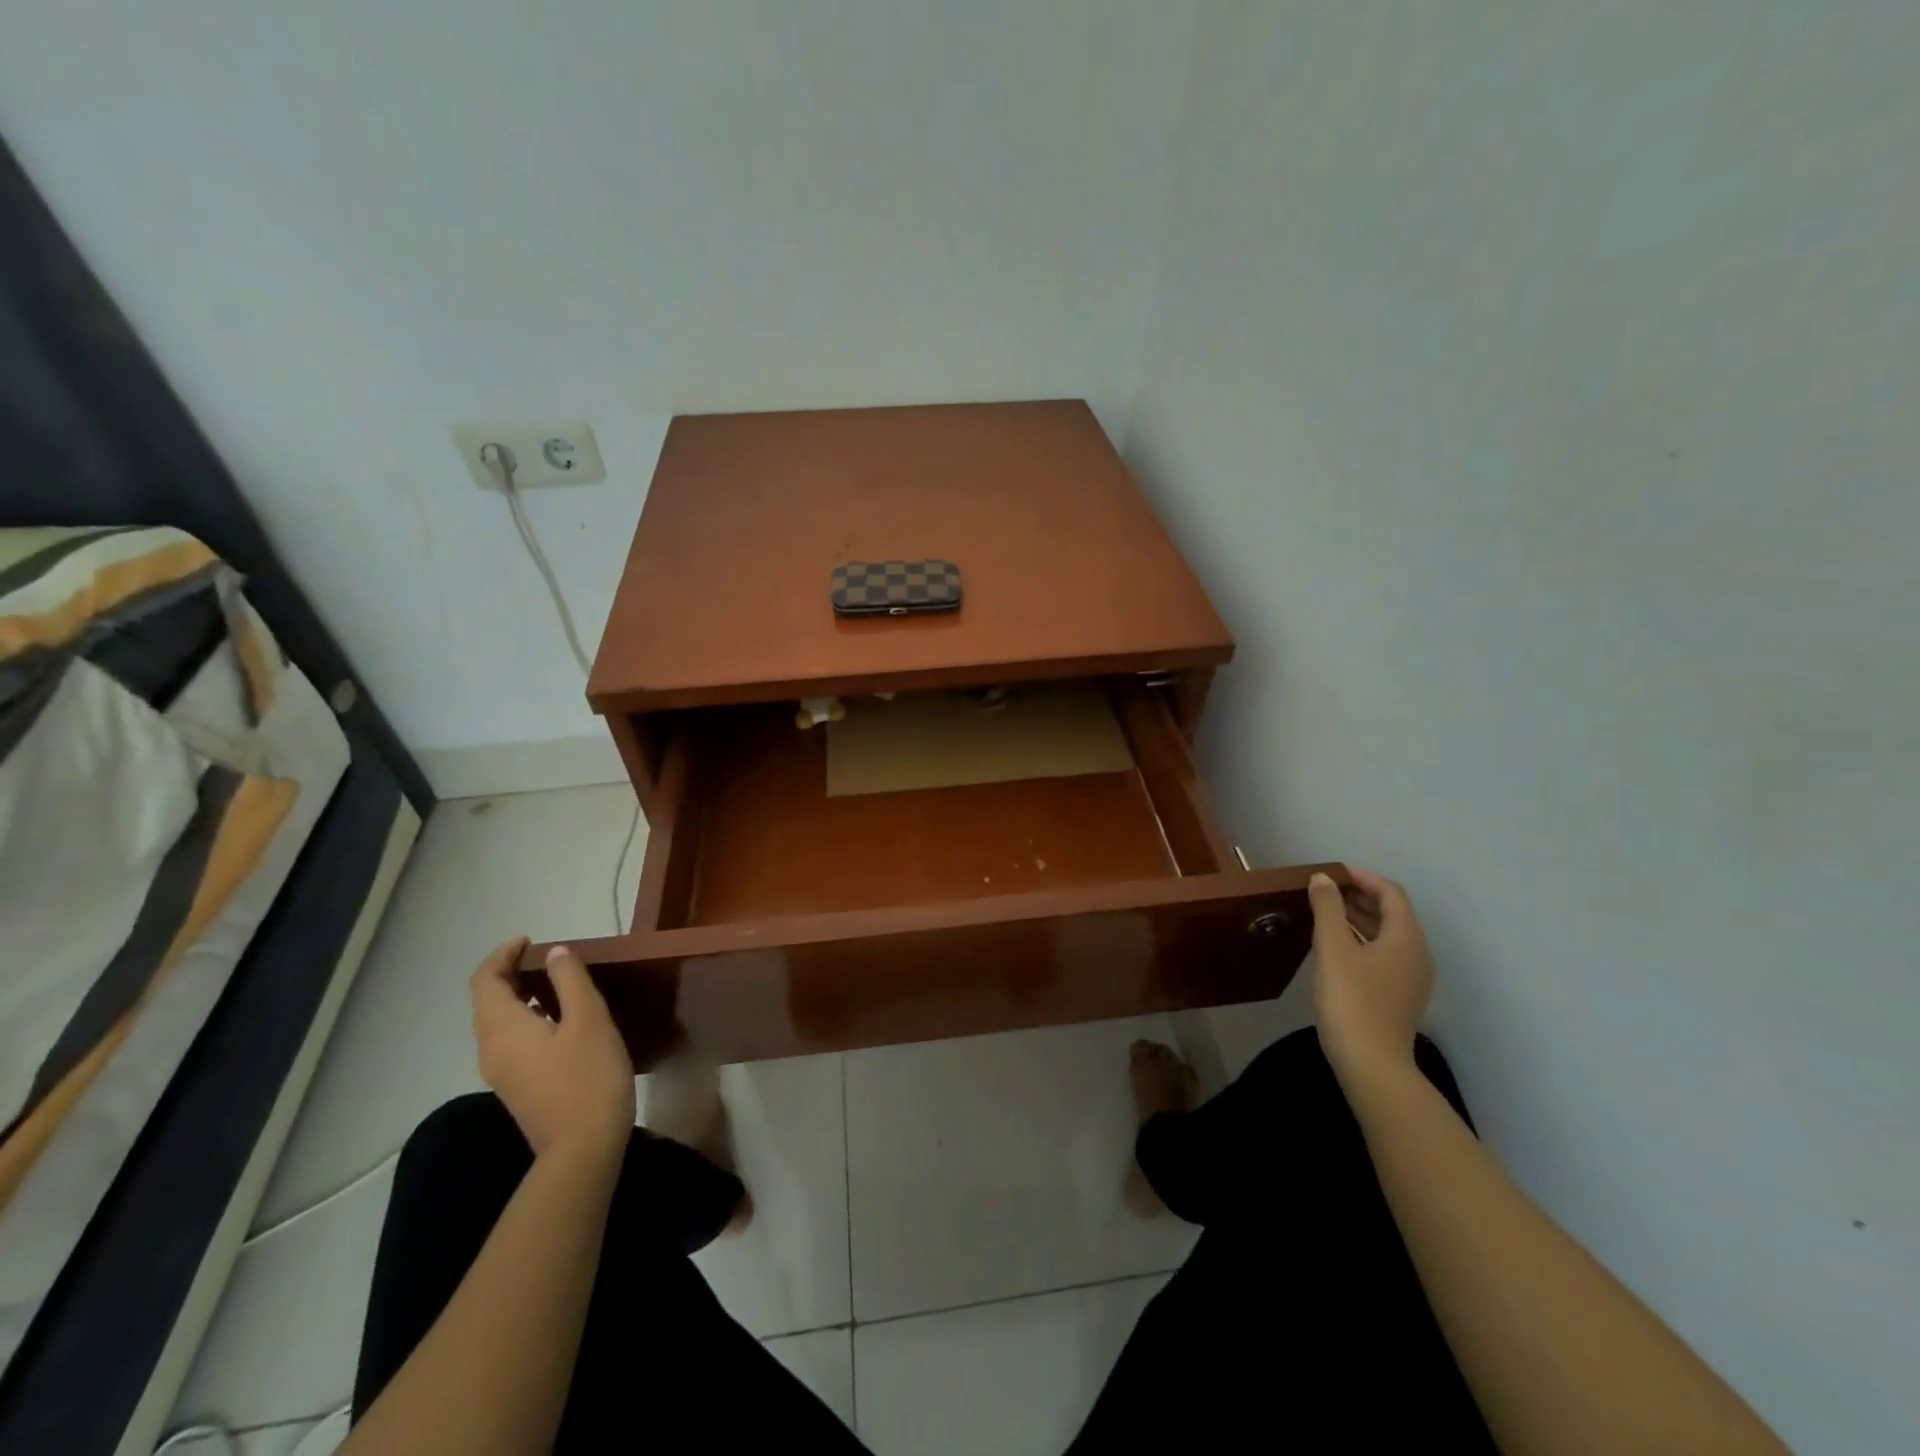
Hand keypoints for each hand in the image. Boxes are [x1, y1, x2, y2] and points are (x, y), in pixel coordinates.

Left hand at [470, 938, 635, 1160]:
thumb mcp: (588, 1019)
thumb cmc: (588, 1076)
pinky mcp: (516, 1087)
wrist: (583, 1148)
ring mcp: (501, 1072)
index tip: (530, 940)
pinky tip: (558, 1020)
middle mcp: (491, 1049)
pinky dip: (525, 1018)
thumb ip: (569, 981)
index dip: (502, 954)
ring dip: (518, 996)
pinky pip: (510, 1040)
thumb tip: (555, 953)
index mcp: (503, 1028)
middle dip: (509, 973)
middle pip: (486, 1001)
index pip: (484, 980)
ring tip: (554, 983)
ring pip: (497, 1023)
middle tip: (545, 958)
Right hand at [1307, 868, 1435, 1083]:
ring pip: (1386, 935)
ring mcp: (1411, 978)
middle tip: (1323, 891)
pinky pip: (1383, 955)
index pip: (1391, 893)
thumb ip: (1327, 908)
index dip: (1363, 878)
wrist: (1371, 1064)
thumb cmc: (1352, 999)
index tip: (1332, 873)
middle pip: (1392, 913)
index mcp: (1406, 938)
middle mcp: (1417, 954)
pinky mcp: (1399, 996)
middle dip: (1359, 897)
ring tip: (1324, 913)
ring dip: (1358, 919)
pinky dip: (1361, 940)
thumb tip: (1323, 878)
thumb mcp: (1332, 948)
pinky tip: (1335, 947)